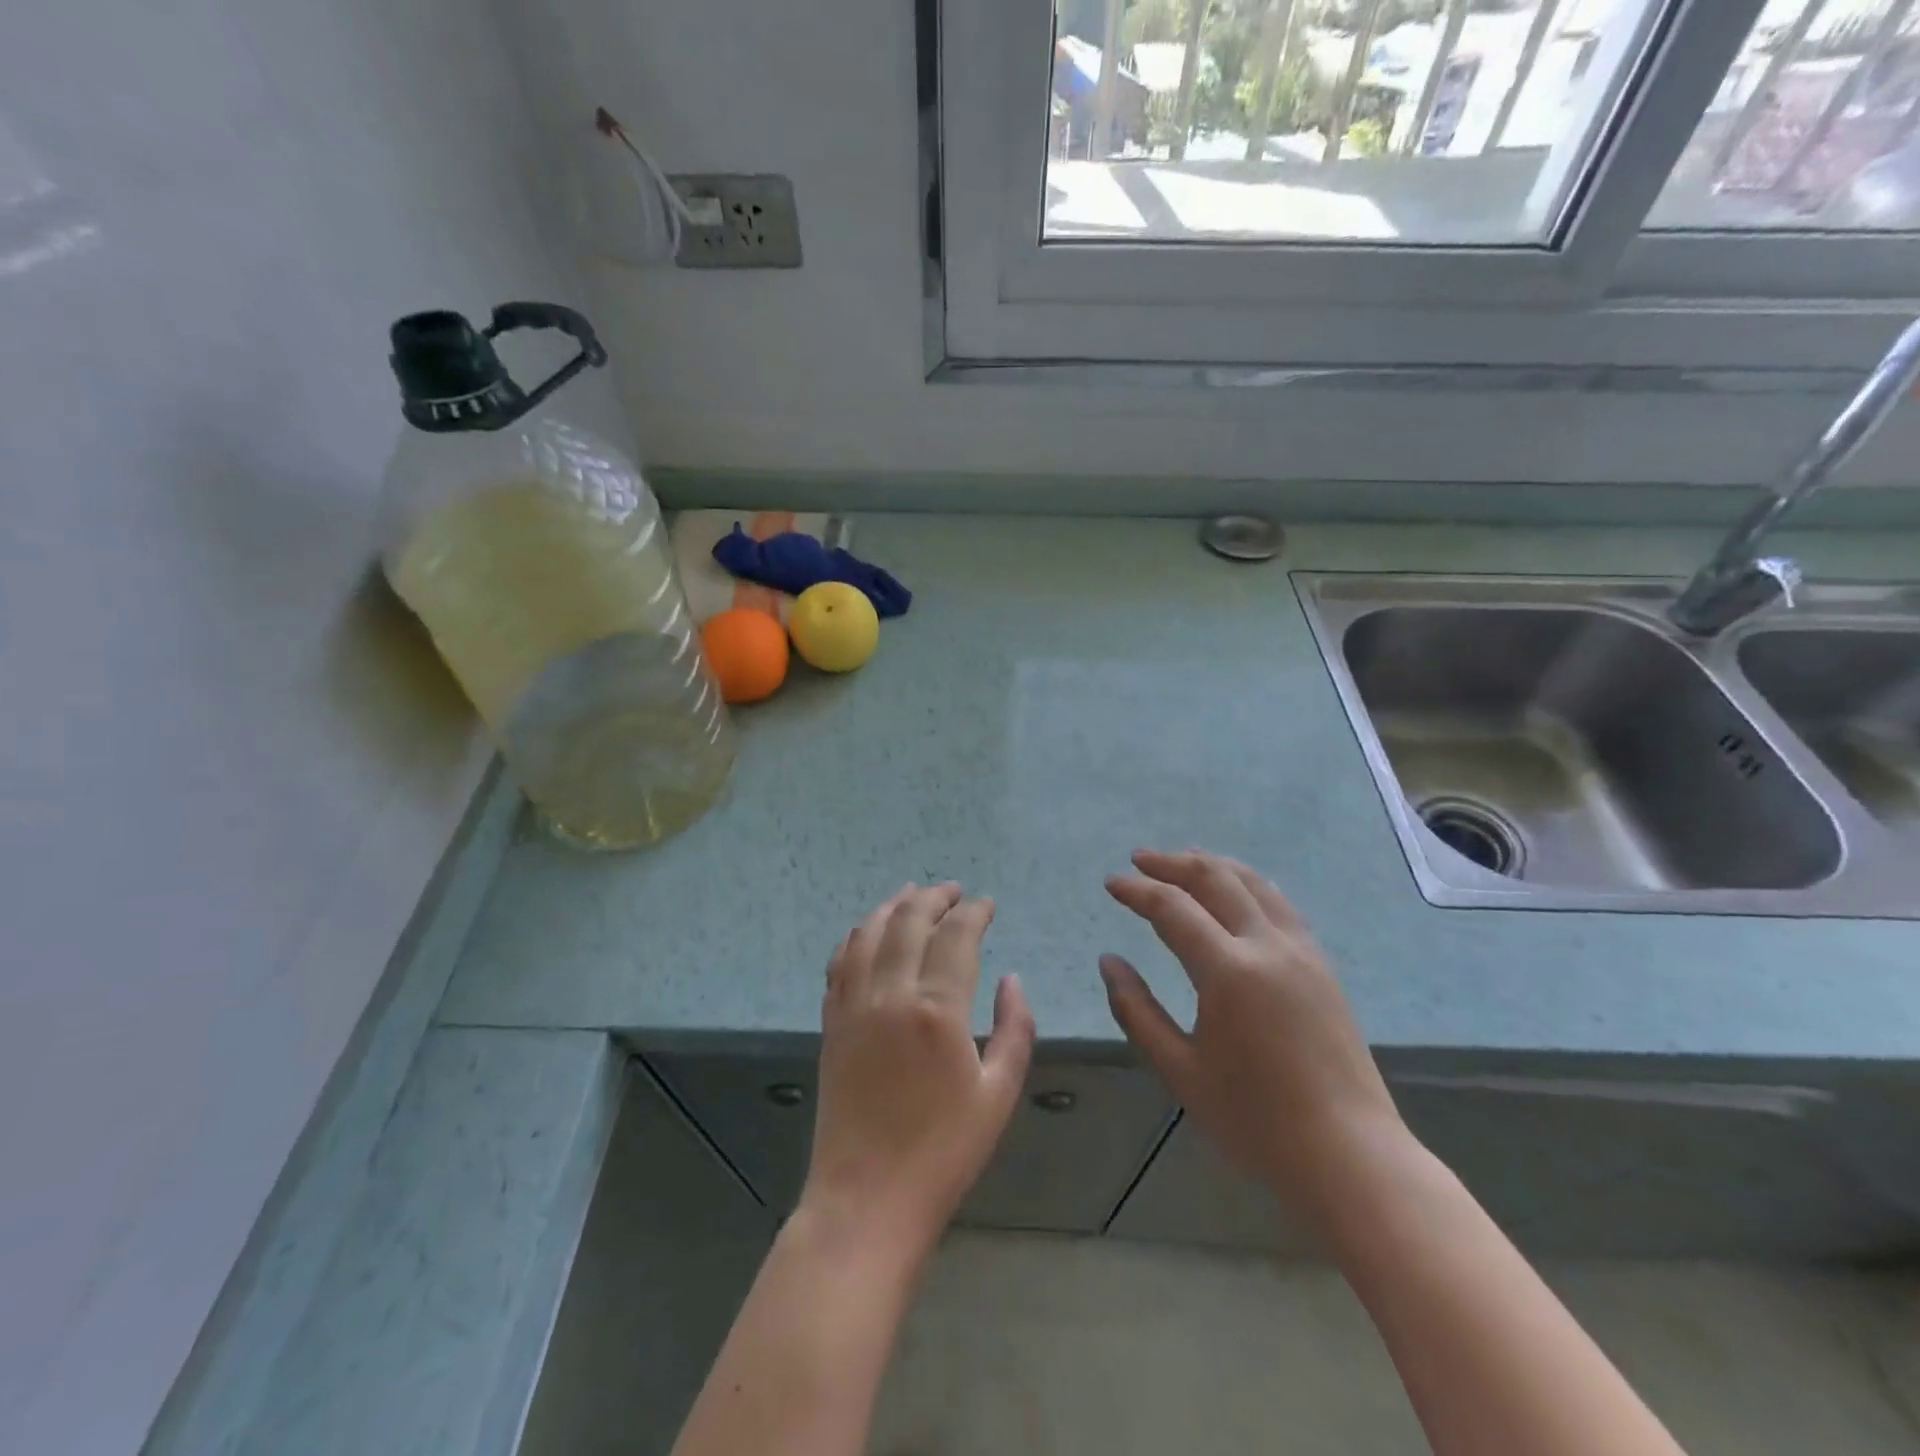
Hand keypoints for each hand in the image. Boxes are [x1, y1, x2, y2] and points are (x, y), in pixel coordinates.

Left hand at [803, 883, 1035, 1259]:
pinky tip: (868, 931)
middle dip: (934, 897)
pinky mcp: (832, 1022)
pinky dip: (857, 935)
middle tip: (953, 891)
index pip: (956, 936)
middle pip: (910, 921)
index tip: (987, 904)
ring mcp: (854, 1005)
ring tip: (913, 893)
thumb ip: (1014, 1029)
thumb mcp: (998, 1095)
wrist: (866, 1200)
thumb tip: (1011, 979)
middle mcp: (891, 995)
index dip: (974, 912)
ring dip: (894, 906)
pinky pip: (840, 961)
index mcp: (938, 1011)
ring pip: (870, 932)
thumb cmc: (943, 1153)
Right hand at [1100, 850, 1406, 1230]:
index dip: (1138, 890)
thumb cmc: (1255, 1120)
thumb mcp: (1180, 1070)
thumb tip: (1109, 961)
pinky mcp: (1322, 965)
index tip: (1112, 883)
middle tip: (1140, 860)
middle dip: (1173, 863)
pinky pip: (1279, 904)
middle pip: (1216, 879)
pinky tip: (1235, 893)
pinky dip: (1247, 884)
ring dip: (1213, 865)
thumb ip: (1137, 1010)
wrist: (1349, 1155)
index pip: (1173, 908)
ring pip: (1254, 883)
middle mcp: (1267, 946)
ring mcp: (1302, 951)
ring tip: (1183, 861)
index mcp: (1228, 971)